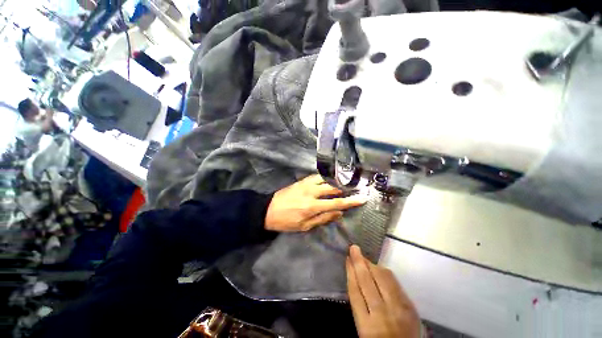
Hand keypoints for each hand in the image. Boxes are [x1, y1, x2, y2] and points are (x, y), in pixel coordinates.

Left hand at [264, 175, 366, 231]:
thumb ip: (323, 218)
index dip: (351, 201)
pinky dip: (325, 177)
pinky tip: (330, 179)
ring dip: (336, 181)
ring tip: (345, 183)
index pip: (336, 203)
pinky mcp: (301, 180)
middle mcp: (311, 192)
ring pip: (325, 179)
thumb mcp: (304, 226)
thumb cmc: (286, 221)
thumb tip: (339, 213)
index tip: (362, 198)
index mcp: (312, 206)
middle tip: (356, 187)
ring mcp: (306, 184)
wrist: (268, 210)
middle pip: (333, 188)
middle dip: (346, 188)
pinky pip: (317, 176)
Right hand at [347, 245, 420, 337]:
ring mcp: (398, 309)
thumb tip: (355, 278)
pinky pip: (395, 283)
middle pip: (367, 281)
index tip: (347, 260)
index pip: (355, 292)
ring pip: (382, 279)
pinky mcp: (410, 306)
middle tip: (353, 248)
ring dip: (371, 265)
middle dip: (359, 262)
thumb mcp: (363, 330)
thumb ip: (360, 306)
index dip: (350, 273)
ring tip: (364, 257)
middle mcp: (382, 314)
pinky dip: (386, 273)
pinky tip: (380, 268)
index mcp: (366, 325)